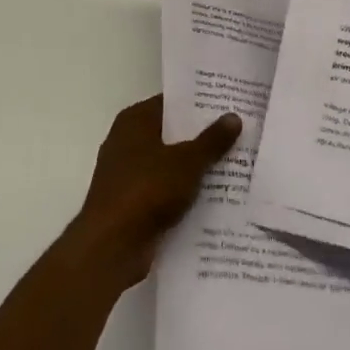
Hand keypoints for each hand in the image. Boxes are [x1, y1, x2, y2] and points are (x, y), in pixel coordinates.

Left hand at [69, 96, 241, 289]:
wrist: (111, 246)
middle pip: (170, 133)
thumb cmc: (147, 190)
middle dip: (201, 136)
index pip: (171, 103)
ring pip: (168, 163)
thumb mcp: (188, 161)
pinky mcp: (130, 203)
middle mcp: (126, 141)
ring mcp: (126, 174)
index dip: (199, 103)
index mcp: (134, 121)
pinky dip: (182, 192)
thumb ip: (212, 140)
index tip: (228, 104)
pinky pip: (163, 190)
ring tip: (233, 164)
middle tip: (238, 133)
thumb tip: (233, 116)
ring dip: (194, 167)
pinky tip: (213, 196)